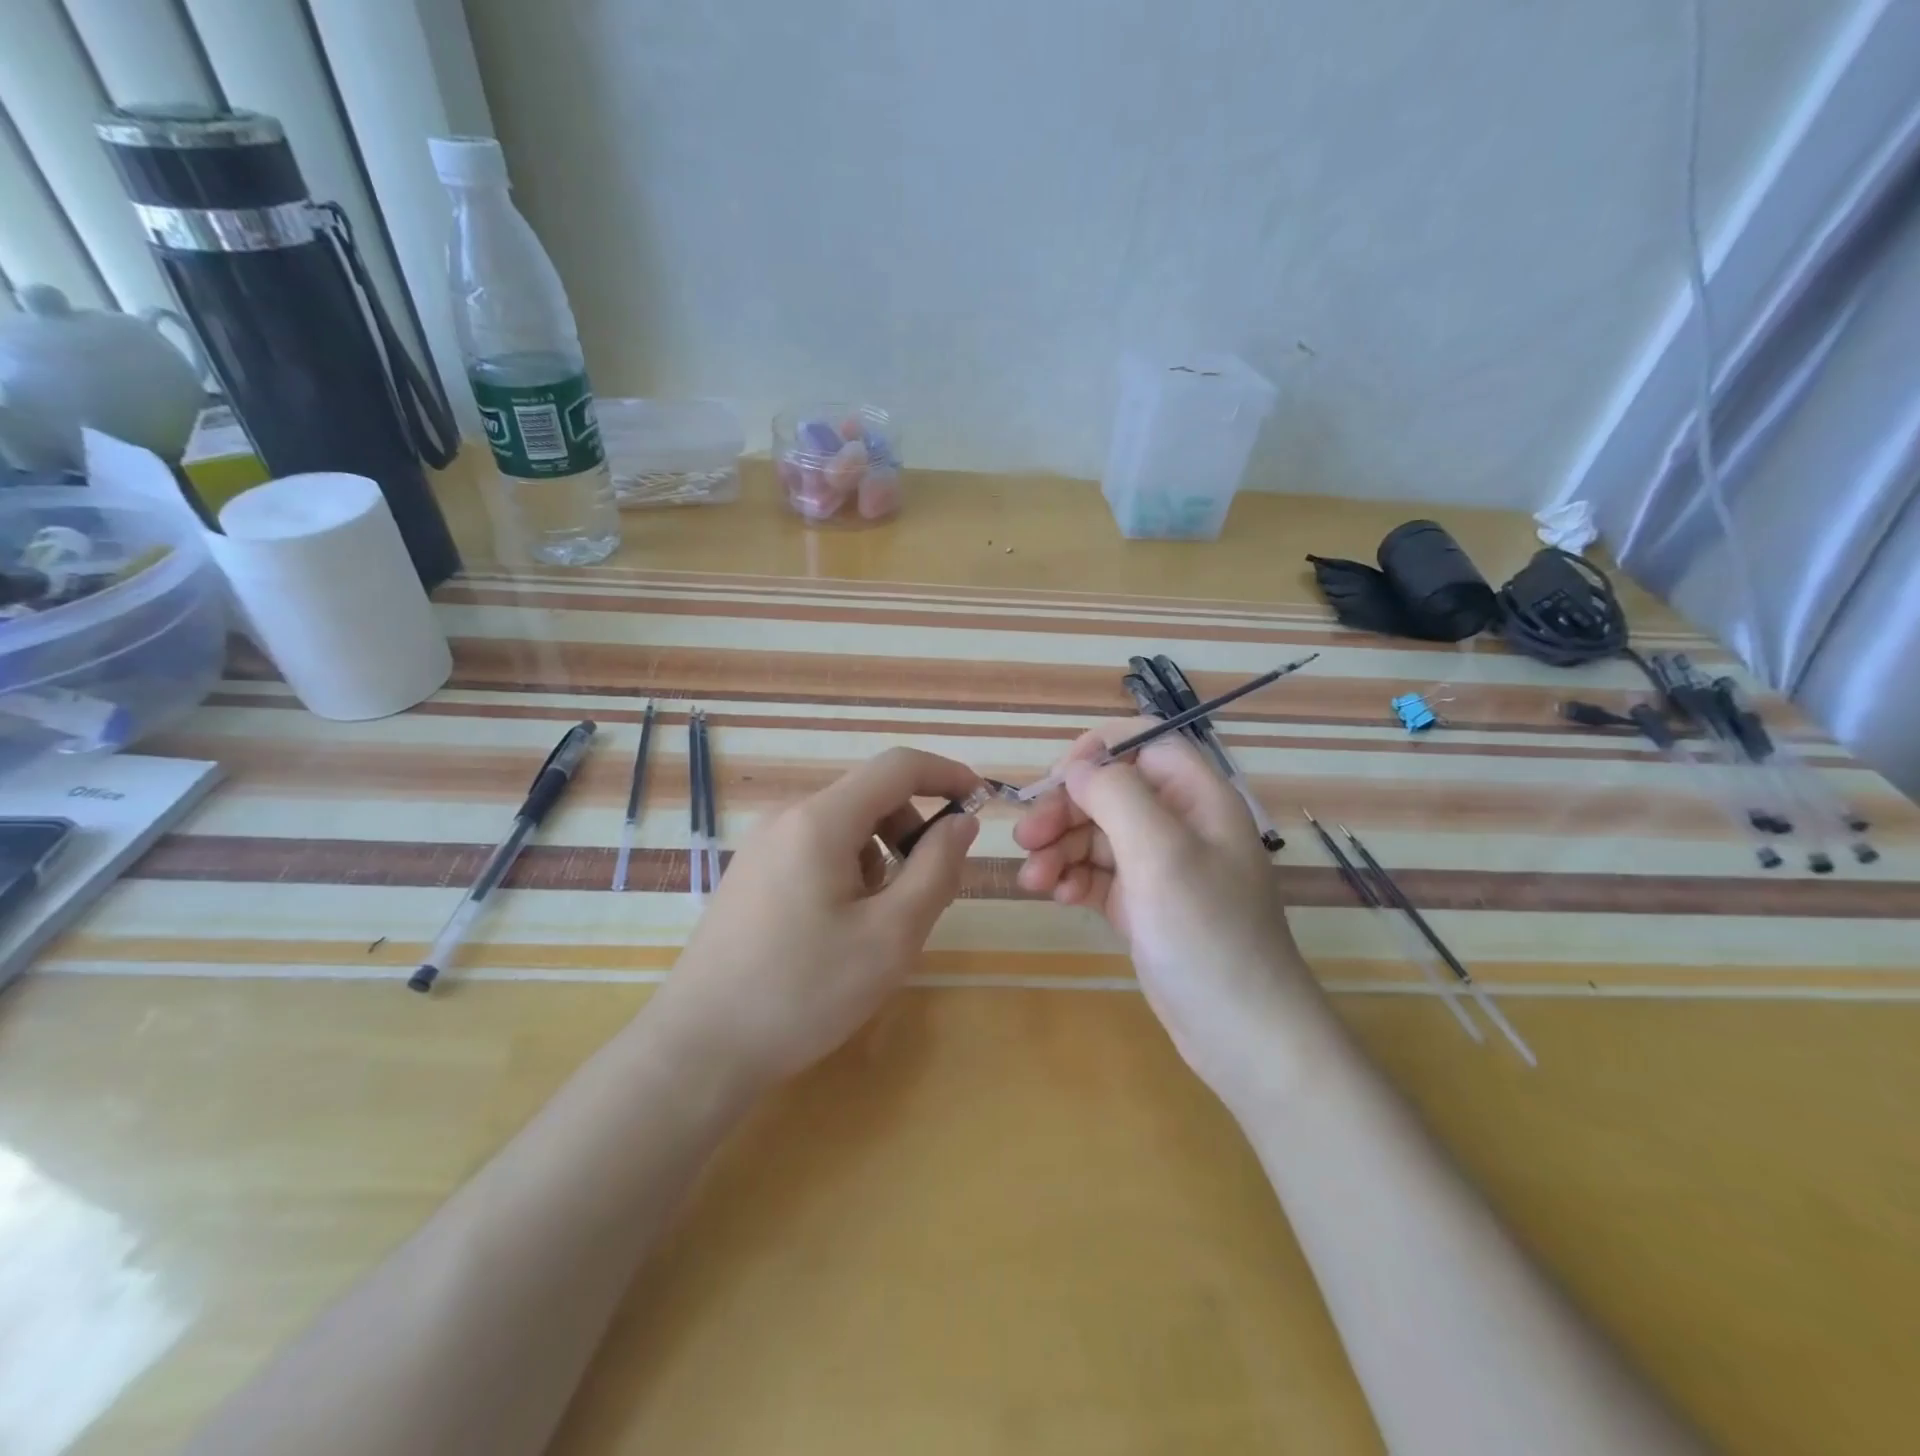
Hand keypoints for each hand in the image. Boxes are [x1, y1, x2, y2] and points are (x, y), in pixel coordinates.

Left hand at [650, 747, 981, 1088]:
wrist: (699, 1048)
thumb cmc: (804, 991)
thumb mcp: (891, 935)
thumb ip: (936, 868)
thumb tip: (960, 821)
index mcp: (820, 820)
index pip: (897, 767)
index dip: (947, 774)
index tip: (982, 803)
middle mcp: (787, 816)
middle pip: (870, 797)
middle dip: (913, 830)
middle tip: (930, 892)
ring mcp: (762, 844)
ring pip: (845, 826)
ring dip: (882, 856)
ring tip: (880, 922)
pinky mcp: (751, 872)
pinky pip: (817, 849)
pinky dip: (849, 870)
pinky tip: (840, 928)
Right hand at [1014, 720, 1326, 1107]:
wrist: (1242, 1034)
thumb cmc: (1207, 933)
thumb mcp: (1161, 853)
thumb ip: (1116, 795)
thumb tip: (1078, 766)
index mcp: (1198, 798)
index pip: (1146, 743)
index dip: (1099, 750)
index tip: (1057, 778)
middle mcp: (1180, 824)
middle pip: (1111, 791)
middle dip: (1065, 809)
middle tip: (1026, 839)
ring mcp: (1161, 867)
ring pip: (1098, 834)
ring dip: (1060, 848)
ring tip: (1034, 880)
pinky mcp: (1144, 905)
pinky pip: (1099, 874)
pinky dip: (1074, 878)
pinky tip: (1057, 896)